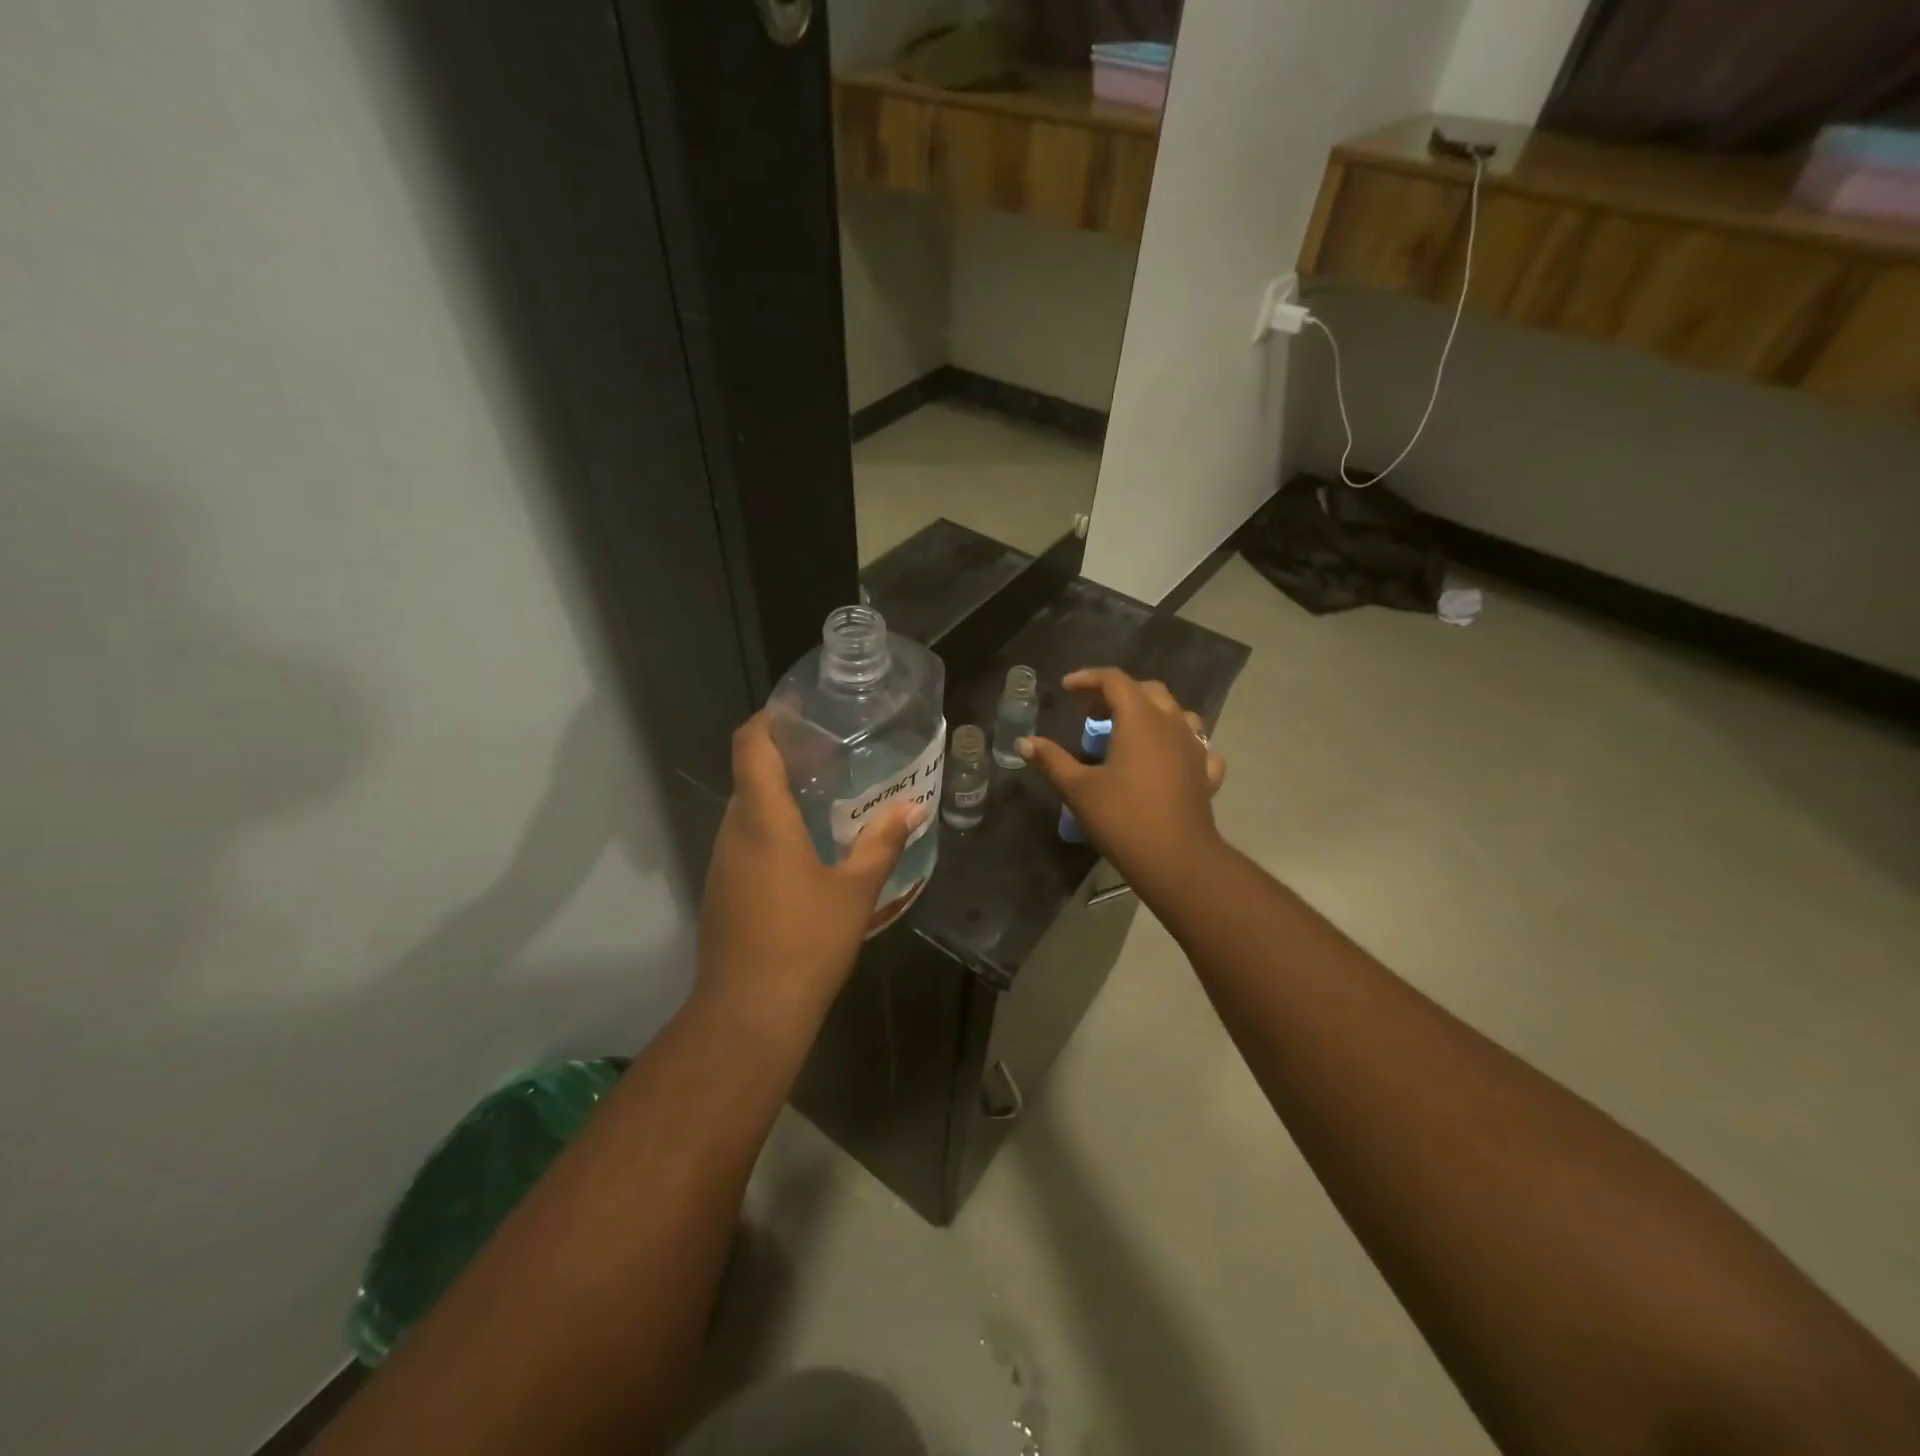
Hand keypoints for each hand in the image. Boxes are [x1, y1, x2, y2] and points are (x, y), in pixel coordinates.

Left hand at [697, 712, 923, 1032]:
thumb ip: (882, 843)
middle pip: (750, 774)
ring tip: (826, 795)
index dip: (770, 719)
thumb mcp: (855, 890)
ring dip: (779, 795)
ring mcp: (723, 862)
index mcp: (762, 819)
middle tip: (833, 754)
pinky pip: (745, 840)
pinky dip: (772, 828)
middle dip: (785, 756)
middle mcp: (734, 831)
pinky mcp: (723, 890)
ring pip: (747, 810)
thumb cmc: (805, 941)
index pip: (751, 745)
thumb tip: (913, 808)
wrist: (749, 1013)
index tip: (802, 710)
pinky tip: (808, 847)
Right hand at [1018, 668, 1226, 897]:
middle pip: (1147, 690)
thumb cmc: (1122, 817)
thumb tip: (1024, 743)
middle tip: (1092, 713)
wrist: (1176, 859)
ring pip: (1177, 714)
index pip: (1114, 680)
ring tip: (1129, 732)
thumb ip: (1051, 760)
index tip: (1066, 688)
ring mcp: (1195, 748)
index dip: (1088, 678)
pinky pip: (1197, 746)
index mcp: (1140, 719)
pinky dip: (1179, 744)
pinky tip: (1169, 759)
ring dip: (1151, 713)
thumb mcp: (1078, 789)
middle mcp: (1171, 724)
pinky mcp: (1206, 773)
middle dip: (1118, 693)